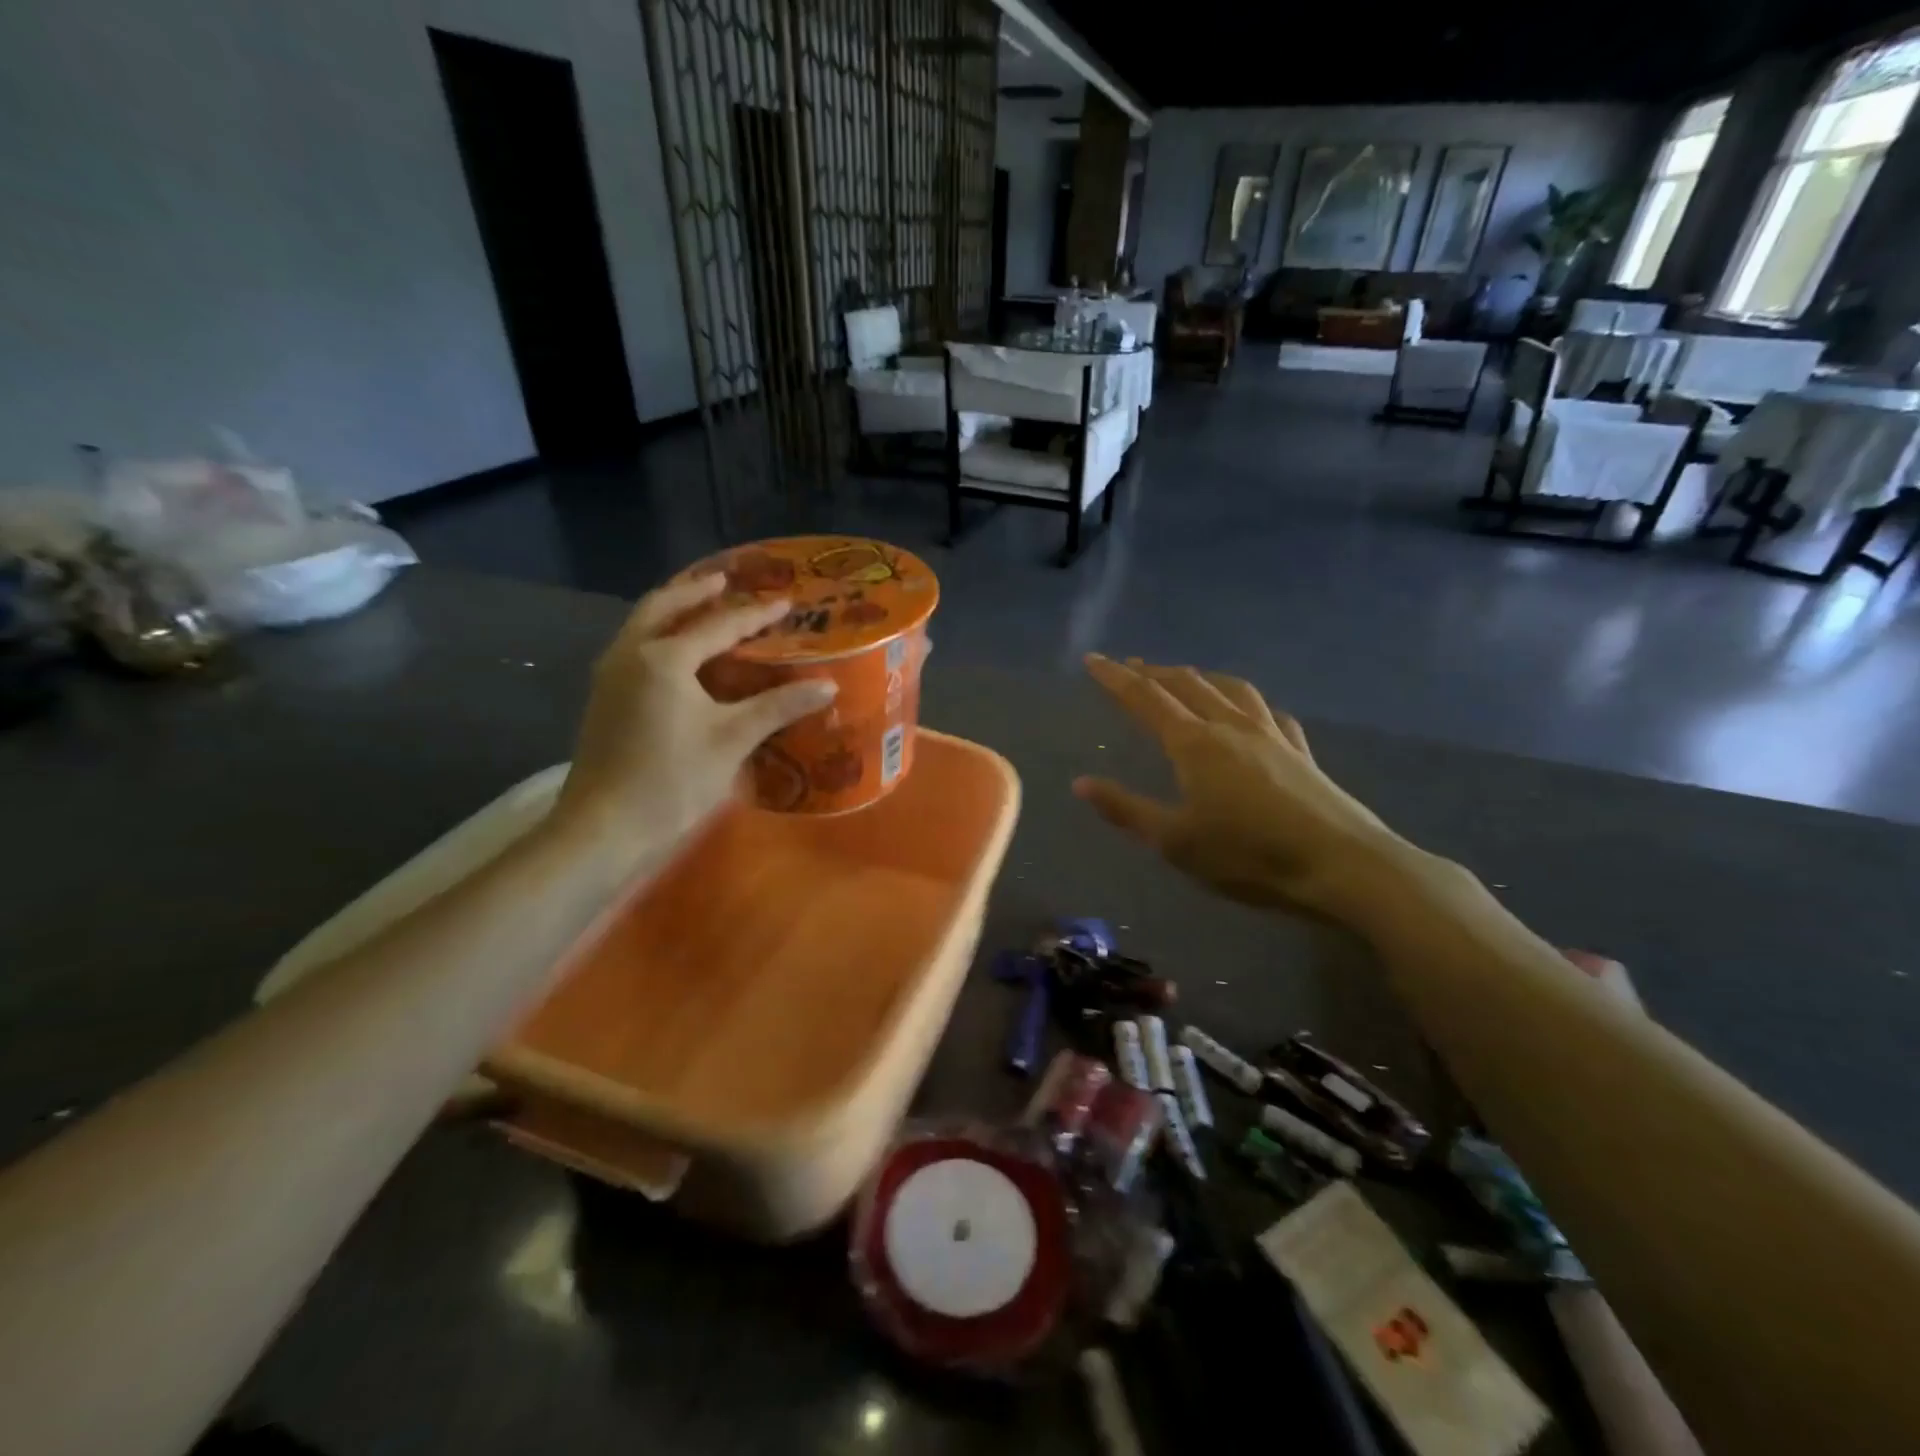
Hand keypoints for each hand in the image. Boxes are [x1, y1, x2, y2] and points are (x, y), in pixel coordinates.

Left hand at [552, 574, 835, 870]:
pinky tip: (677, 654)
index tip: (786, 603)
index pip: (719, 625)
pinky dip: (657, 635)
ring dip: (672, 610)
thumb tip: (827, 685)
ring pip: (641, 625)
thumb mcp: (732, 739)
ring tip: (701, 606)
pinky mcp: (603, 699)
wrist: (605, 828)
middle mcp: (630, 654)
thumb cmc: (673, 780)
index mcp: (664, 658)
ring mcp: (610, 676)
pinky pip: (633, 648)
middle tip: (725, 581)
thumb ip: (779, 706)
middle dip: (695, 592)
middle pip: (663, 606)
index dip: (756, 615)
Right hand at [1073, 655, 1406, 919]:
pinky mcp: (1300, 749)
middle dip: (1153, 672)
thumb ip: (1126, 809)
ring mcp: (1270, 734)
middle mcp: (1229, 726)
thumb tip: (1081, 782)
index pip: (1145, 698)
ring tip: (1185, 675)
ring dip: (1199, 676)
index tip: (1093, 659)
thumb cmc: (1248, 856)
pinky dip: (1245, 700)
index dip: (1115, 678)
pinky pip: (1266, 710)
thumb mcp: (1175, 841)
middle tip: (1130, 666)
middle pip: (1186, 684)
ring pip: (1228, 688)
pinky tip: (1249, 709)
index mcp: (1194, 743)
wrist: (1341, 865)